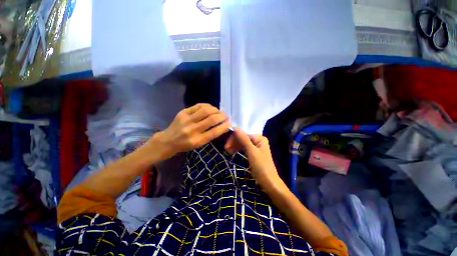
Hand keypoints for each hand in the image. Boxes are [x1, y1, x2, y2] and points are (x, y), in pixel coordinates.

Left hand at [151, 103, 230, 159]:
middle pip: (211, 119)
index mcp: (197, 140)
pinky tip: (210, 108)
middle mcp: (192, 130)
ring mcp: (187, 120)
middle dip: (222, 116)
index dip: (224, 126)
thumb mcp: (199, 144)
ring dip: (215, 110)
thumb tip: (221, 125)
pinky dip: (207, 106)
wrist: (168, 141)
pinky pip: (198, 105)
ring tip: (218, 111)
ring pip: (205, 110)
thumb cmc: (186, 145)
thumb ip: (209, 135)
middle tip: (225, 116)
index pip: (214, 132)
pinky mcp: (183, 112)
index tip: (229, 123)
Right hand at [224, 128, 283, 191]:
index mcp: (259, 138)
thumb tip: (235, 127)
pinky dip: (239, 149)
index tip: (226, 146)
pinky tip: (233, 151)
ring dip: (235, 146)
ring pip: (243, 143)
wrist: (269, 183)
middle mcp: (258, 140)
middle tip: (226, 149)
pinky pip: (244, 148)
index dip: (234, 138)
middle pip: (243, 138)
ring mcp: (256, 147)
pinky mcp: (254, 153)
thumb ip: (243, 139)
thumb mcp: (251, 152)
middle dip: (234, 142)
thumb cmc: (261, 166)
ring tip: (228, 151)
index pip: (243, 134)